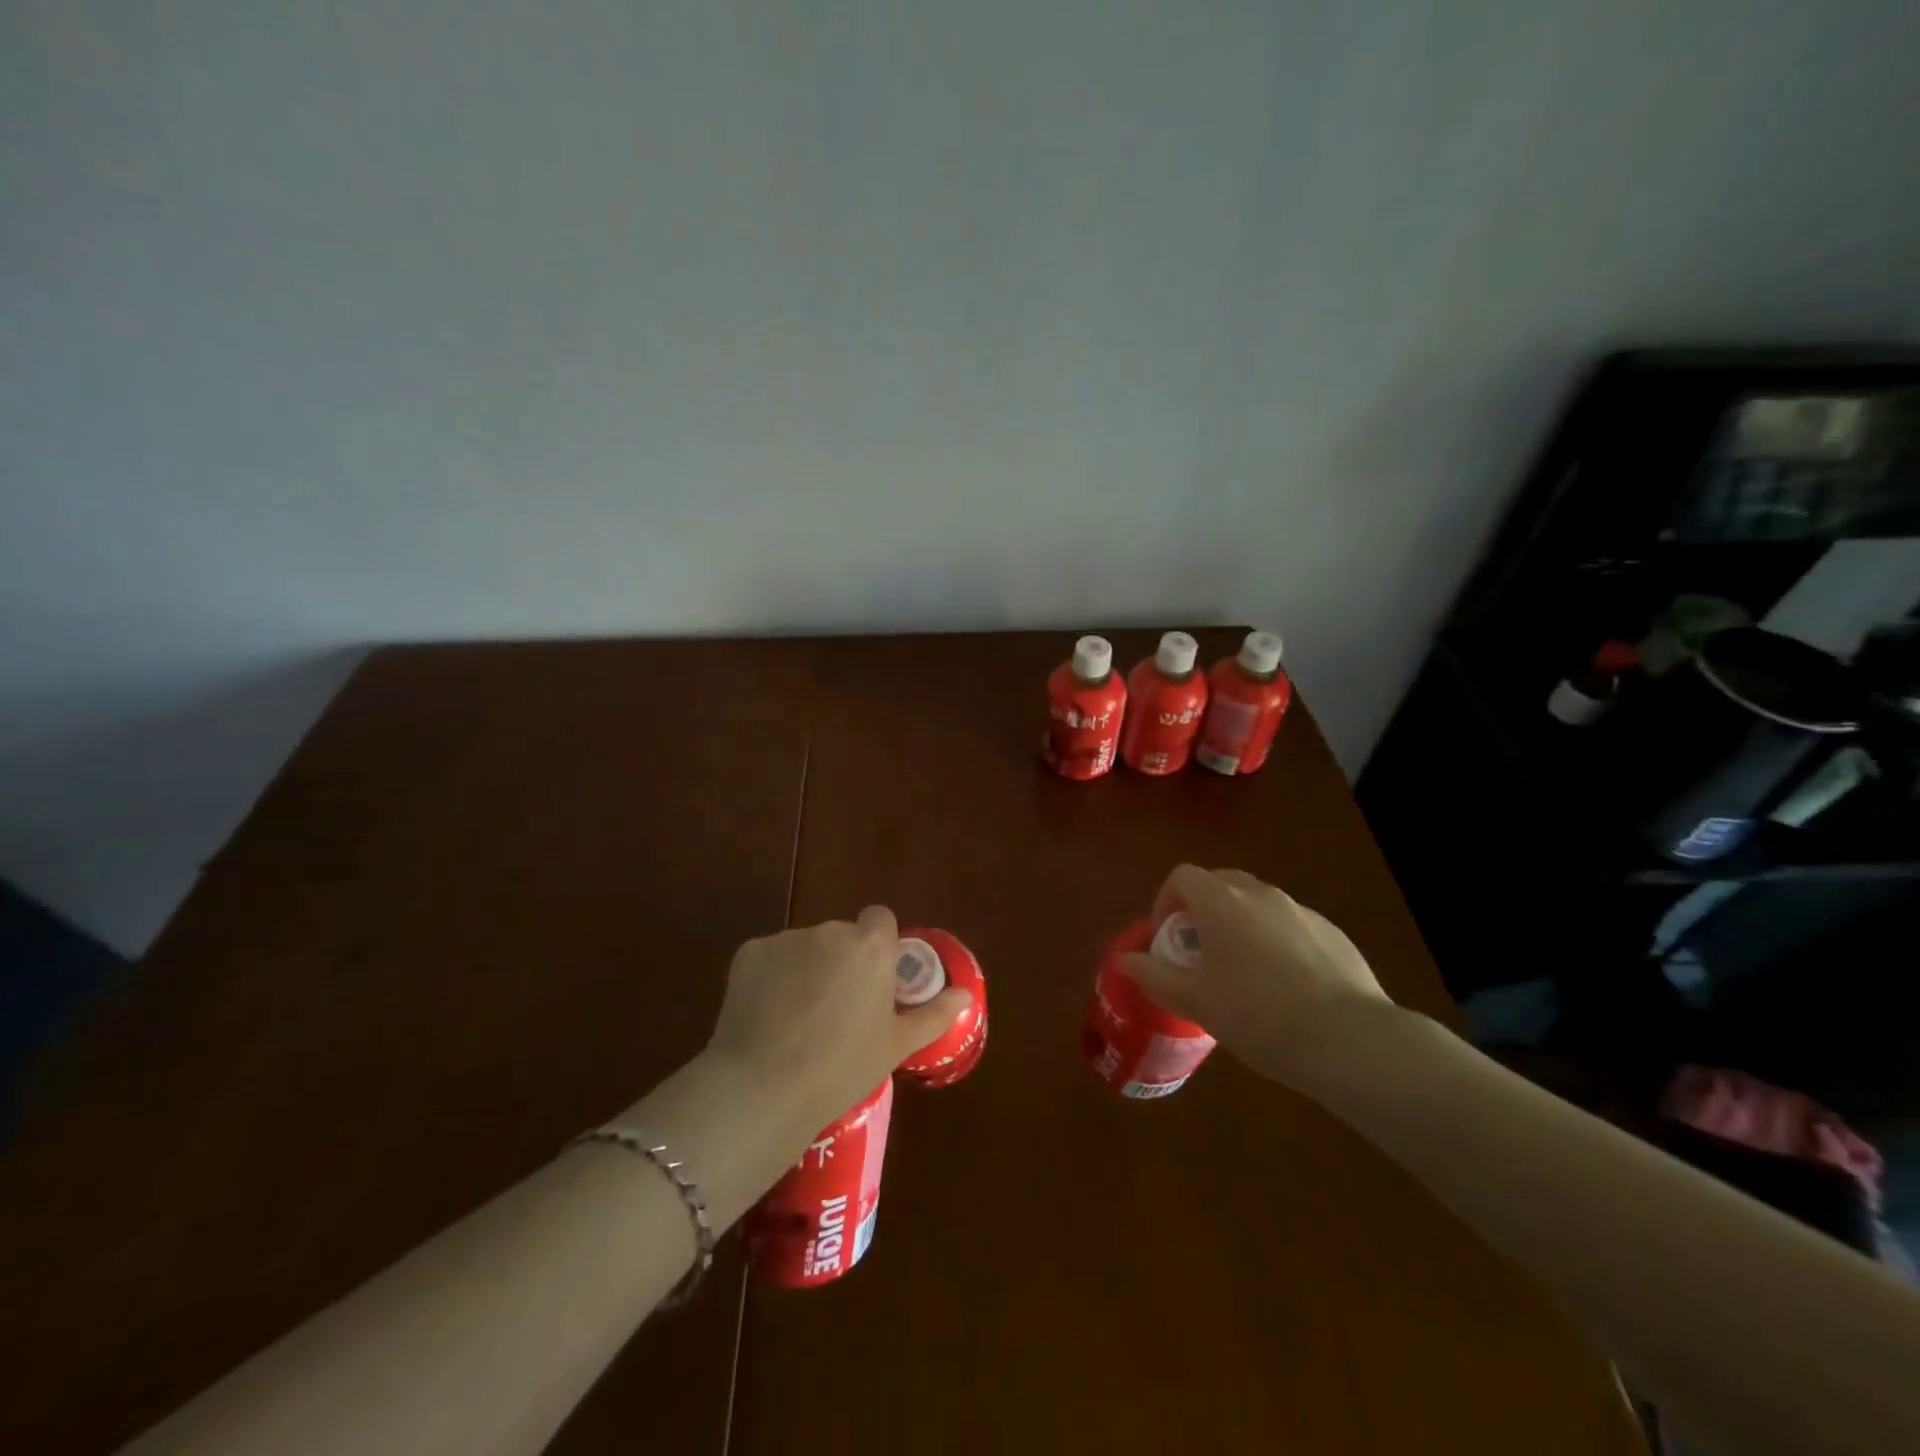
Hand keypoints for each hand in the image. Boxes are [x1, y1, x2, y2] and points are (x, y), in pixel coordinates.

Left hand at [704, 906, 971, 1135]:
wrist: (764, 1087)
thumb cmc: (842, 1068)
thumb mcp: (896, 1045)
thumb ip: (933, 1013)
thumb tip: (964, 995)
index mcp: (870, 947)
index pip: (880, 920)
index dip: (878, 946)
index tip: (873, 980)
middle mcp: (830, 931)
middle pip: (841, 936)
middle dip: (841, 961)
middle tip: (837, 1010)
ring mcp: (786, 939)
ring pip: (804, 947)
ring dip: (806, 969)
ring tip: (798, 1020)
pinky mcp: (749, 952)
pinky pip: (770, 958)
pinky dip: (771, 978)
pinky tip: (767, 1016)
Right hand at [1119, 865, 1397, 1089]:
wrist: (1349, 1041)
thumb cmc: (1259, 1016)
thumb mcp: (1196, 1002)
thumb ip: (1154, 976)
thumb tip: (1125, 960)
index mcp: (1222, 903)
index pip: (1183, 876)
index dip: (1166, 901)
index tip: (1169, 939)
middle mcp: (1261, 895)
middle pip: (1220, 883)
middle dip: (1202, 910)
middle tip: (1200, 953)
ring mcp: (1301, 911)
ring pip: (1257, 904)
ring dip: (1240, 925)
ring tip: (1243, 974)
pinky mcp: (1332, 933)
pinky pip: (1290, 926)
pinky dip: (1275, 942)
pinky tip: (1285, 988)